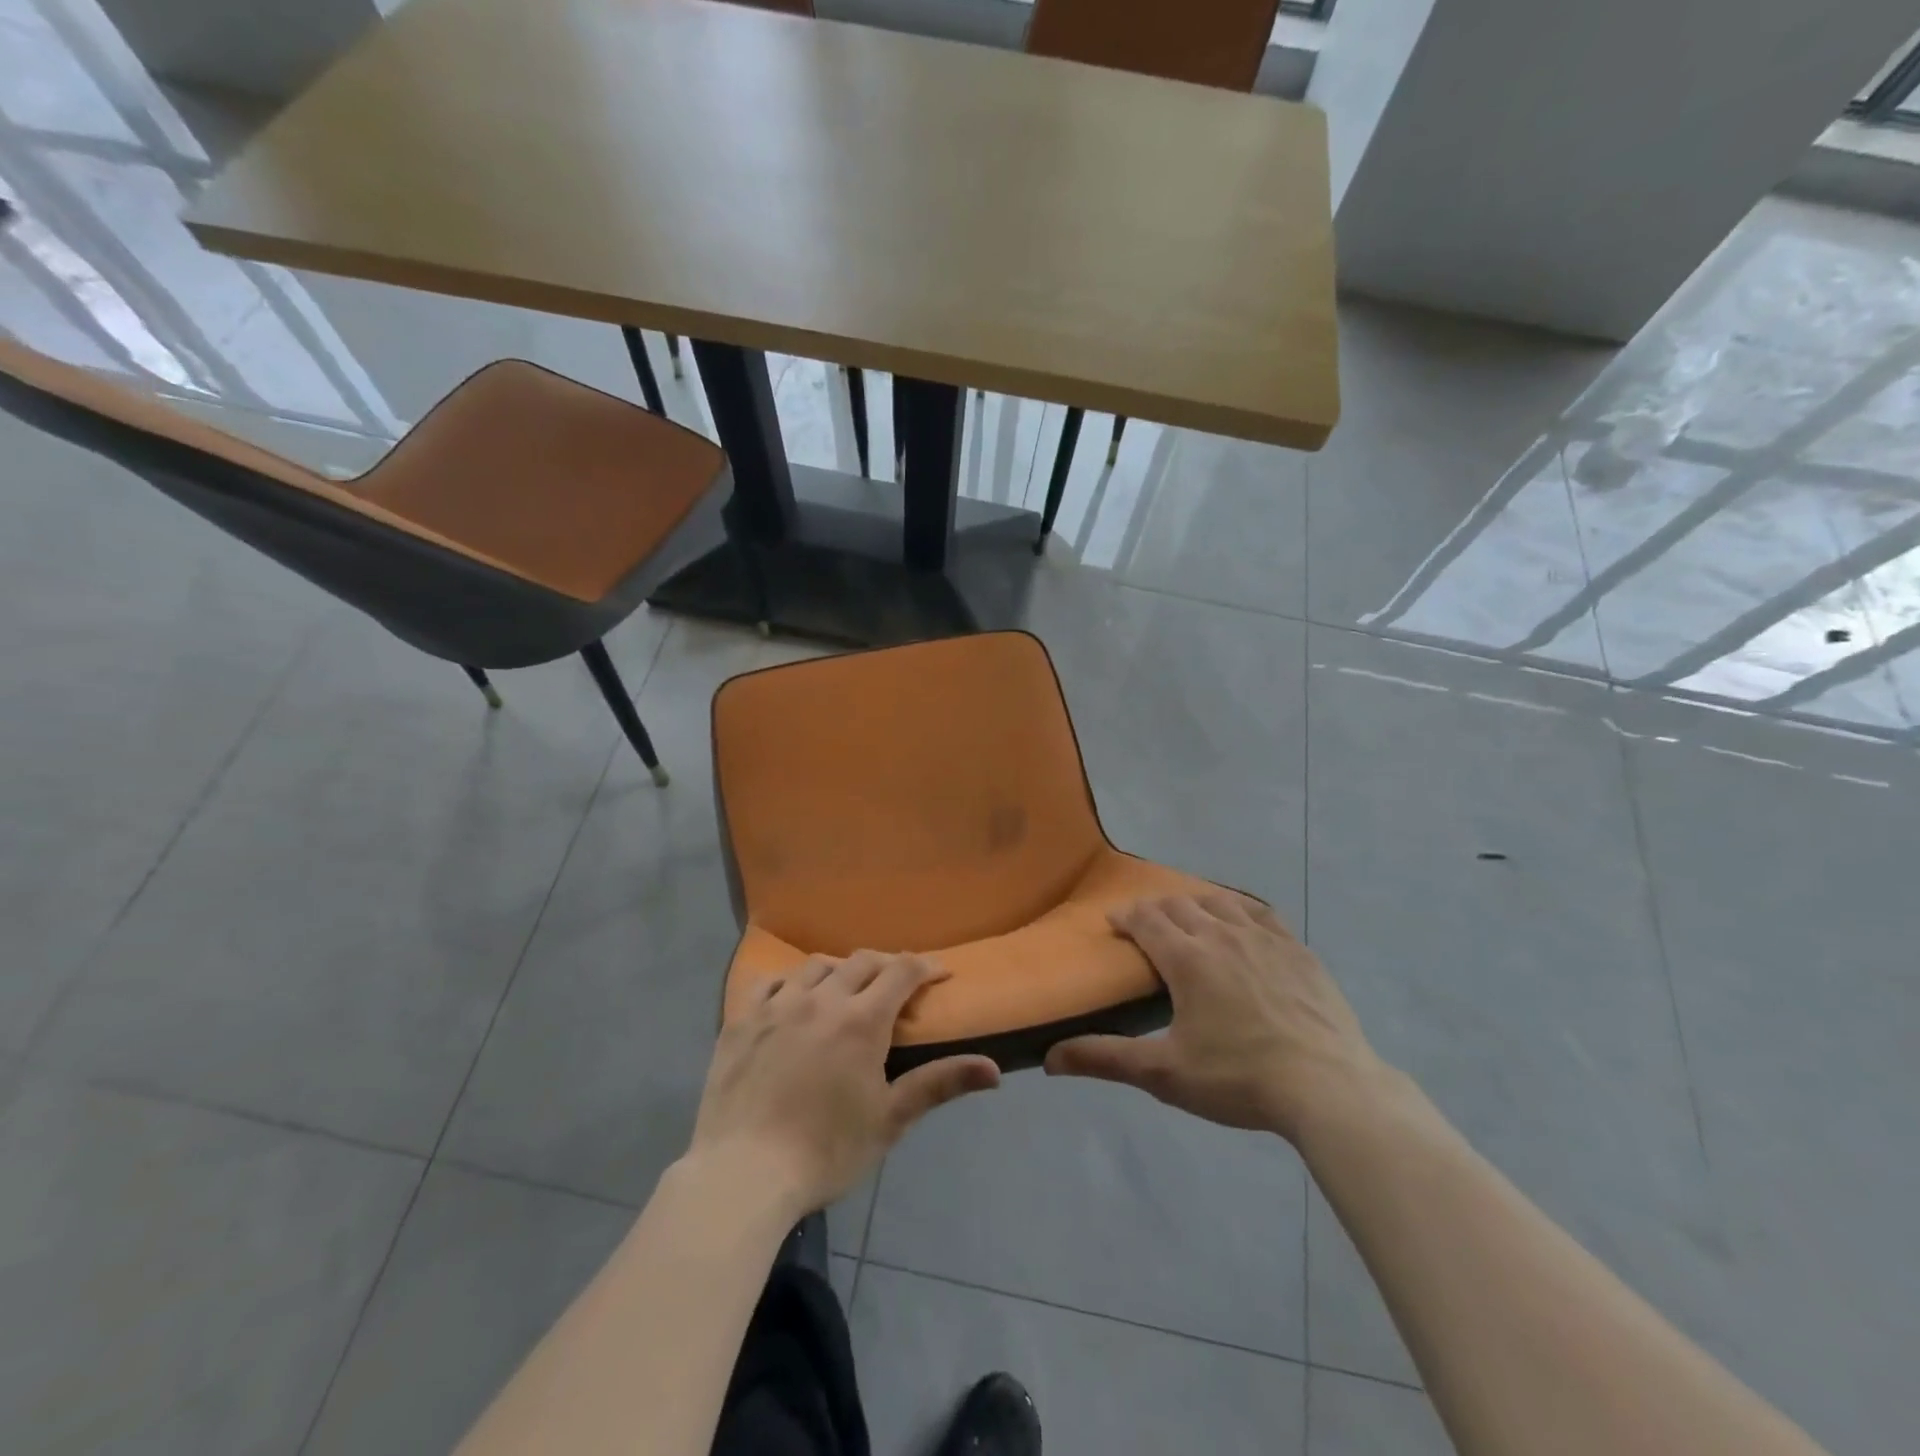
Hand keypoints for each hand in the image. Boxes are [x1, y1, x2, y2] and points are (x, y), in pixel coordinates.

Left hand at [689, 951, 999, 1215]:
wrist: (744, 1175)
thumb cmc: (826, 1151)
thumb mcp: (890, 1120)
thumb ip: (940, 1084)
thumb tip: (995, 1070)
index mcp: (861, 1020)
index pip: (901, 972)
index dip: (925, 967)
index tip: (939, 973)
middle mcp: (821, 999)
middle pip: (861, 962)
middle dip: (886, 965)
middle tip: (897, 983)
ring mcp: (777, 1006)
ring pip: (815, 966)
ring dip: (839, 969)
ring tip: (846, 988)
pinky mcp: (741, 1020)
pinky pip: (769, 983)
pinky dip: (790, 983)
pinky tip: (793, 999)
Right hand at [1045, 894, 1383, 1142]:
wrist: (1329, 1088)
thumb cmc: (1238, 1079)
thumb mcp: (1164, 1074)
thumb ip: (1105, 1059)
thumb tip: (1049, 1058)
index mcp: (1187, 958)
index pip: (1146, 919)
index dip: (1125, 916)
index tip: (1114, 922)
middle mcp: (1222, 934)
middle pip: (1180, 904)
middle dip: (1156, 909)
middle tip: (1146, 925)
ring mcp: (1265, 938)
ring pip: (1220, 902)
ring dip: (1196, 903)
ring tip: (1189, 918)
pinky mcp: (1298, 950)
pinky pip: (1262, 913)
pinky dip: (1241, 910)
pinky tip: (1242, 922)